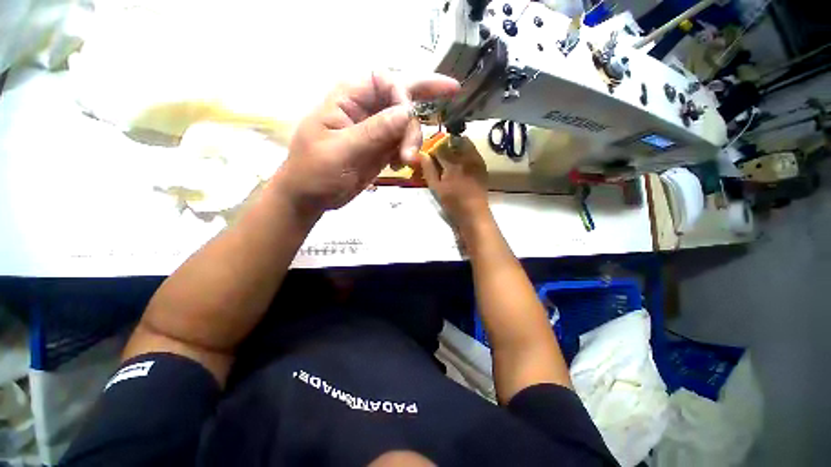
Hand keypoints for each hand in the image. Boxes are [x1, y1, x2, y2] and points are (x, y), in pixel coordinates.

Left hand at [273, 71, 458, 215]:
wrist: (310, 197)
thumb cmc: (315, 172)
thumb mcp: (342, 152)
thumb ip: (374, 132)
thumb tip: (407, 113)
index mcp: (347, 99)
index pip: (383, 80)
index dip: (401, 95)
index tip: (407, 121)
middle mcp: (364, 109)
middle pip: (399, 94)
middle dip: (423, 98)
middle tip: (451, 91)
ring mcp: (374, 130)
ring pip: (405, 123)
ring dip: (413, 138)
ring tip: (407, 161)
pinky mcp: (380, 149)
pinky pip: (402, 143)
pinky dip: (408, 151)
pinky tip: (401, 164)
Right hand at [420, 136, 490, 229]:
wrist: (474, 212)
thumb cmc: (453, 203)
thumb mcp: (436, 188)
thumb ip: (429, 170)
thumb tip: (423, 154)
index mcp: (453, 164)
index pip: (440, 147)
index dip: (433, 148)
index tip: (430, 153)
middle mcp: (466, 158)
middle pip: (453, 141)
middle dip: (445, 144)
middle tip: (440, 153)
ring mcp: (476, 160)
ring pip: (465, 143)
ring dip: (456, 145)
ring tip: (450, 156)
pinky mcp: (482, 164)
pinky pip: (473, 150)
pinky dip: (465, 151)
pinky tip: (461, 161)